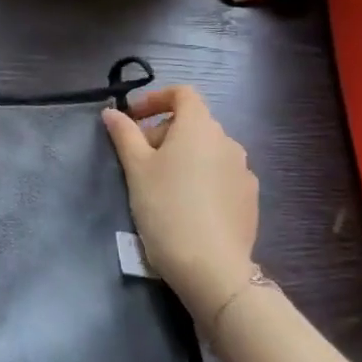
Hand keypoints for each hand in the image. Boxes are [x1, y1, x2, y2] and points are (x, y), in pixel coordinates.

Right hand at [101, 86, 258, 315]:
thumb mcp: (136, 168)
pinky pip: (220, 175)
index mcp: (200, 127)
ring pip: (207, 150)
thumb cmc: (166, 207)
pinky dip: (200, 177)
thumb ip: (124, 134)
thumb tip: (111, 113)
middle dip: (163, 132)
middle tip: (137, 158)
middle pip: (193, 123)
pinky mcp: (249, 199)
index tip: (133, 118)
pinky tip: (185, 205)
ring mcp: (243, 171)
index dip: (156, 99)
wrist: (211, 267)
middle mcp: (228, 142)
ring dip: (182, 156)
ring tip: (159, 184)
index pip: (183, 94)